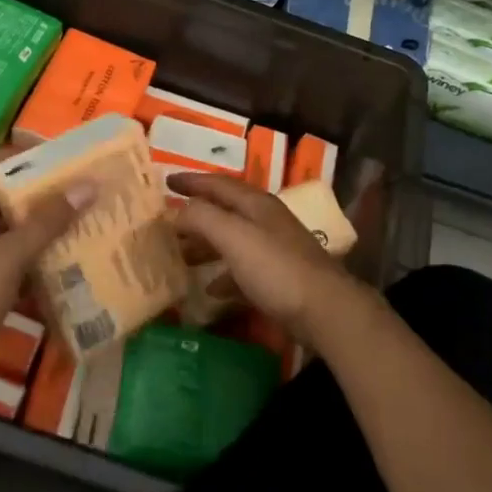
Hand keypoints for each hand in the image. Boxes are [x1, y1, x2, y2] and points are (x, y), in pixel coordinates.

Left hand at [0, 148, 84, 380]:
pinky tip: (50, 268)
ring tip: (69, 224)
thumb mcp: (7, 257)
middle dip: (30, 192)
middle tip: (68, 191)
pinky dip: (22, 260)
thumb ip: (45, 223)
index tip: (49, 158)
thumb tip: (86, 185)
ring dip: (29, 227)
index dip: (12, 155)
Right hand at [169, 172, 378, 347]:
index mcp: (256, 204)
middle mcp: (266, 220)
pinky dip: (224, 274)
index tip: (166, 181)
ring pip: (232, 240)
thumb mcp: (234, 237)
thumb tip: (176, 211)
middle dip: (196, 215)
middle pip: (225, 211)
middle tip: (167, 223)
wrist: (325, 310)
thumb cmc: (276, 268)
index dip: (191, 181)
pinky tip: (210, 290)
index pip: (218, 183)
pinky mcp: (280, 278)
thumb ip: (203, 218)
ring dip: (206, 245)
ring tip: (181, 256)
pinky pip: (243, 269)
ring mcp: (275, 249)